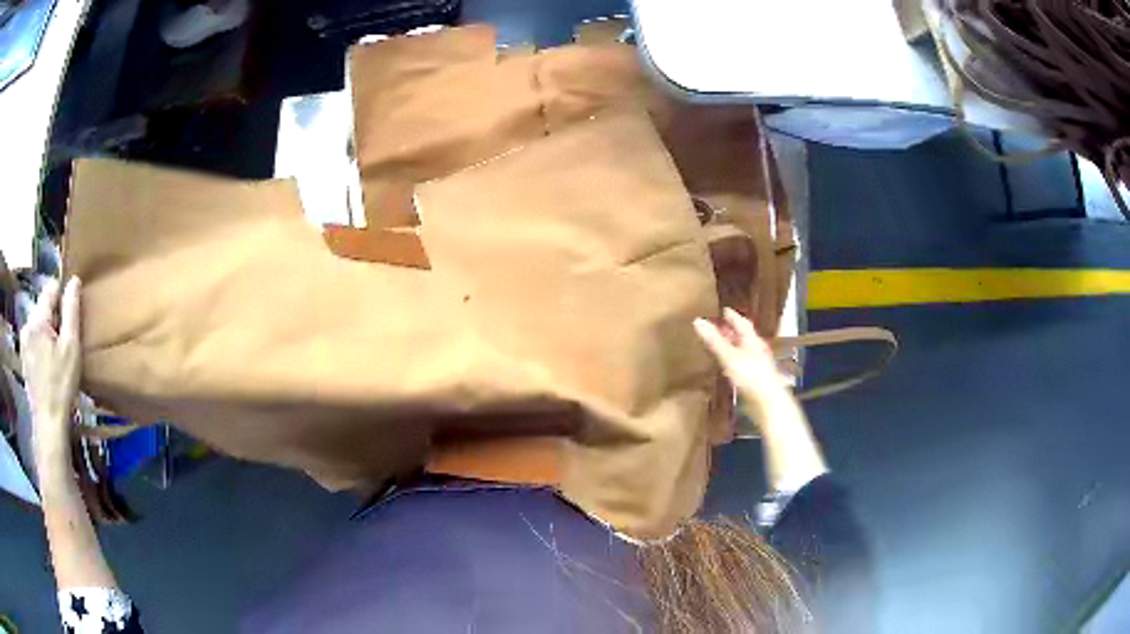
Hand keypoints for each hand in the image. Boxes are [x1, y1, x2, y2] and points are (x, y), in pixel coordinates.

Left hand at [19, 277, 81, 462]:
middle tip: (64, 343)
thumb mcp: (71, 347)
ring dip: (47, 331)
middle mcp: (27, 324)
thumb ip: (71, 310)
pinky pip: (33, 338)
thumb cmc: (61, 386)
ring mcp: (23, 341)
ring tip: (56, 356)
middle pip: (43, 306)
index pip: (51, 288)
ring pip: (38, 322)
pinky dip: (41, 344)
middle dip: (54, 318)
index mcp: (37, 318)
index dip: (63, 298)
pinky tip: (47, 364)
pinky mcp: (23, 356)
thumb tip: (74, 280)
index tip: (70, 321)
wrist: (48, 424)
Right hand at [694, 308, 786, 405]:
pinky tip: (728, 367)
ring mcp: (757, 365)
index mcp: (752, 340)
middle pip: (744, 337)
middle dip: (732, 331)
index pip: (742, 324)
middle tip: (720, 326)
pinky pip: (743, 364)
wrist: (768, 401)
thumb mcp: (729, 356)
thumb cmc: (750, 375)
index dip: (733, 317)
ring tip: (721, 345)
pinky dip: (734, 360)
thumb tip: (697, 321)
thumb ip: (714, 340)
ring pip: (744, 351)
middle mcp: (757, 350)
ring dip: (733, 346)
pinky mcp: (755, 379)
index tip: (725, 310)